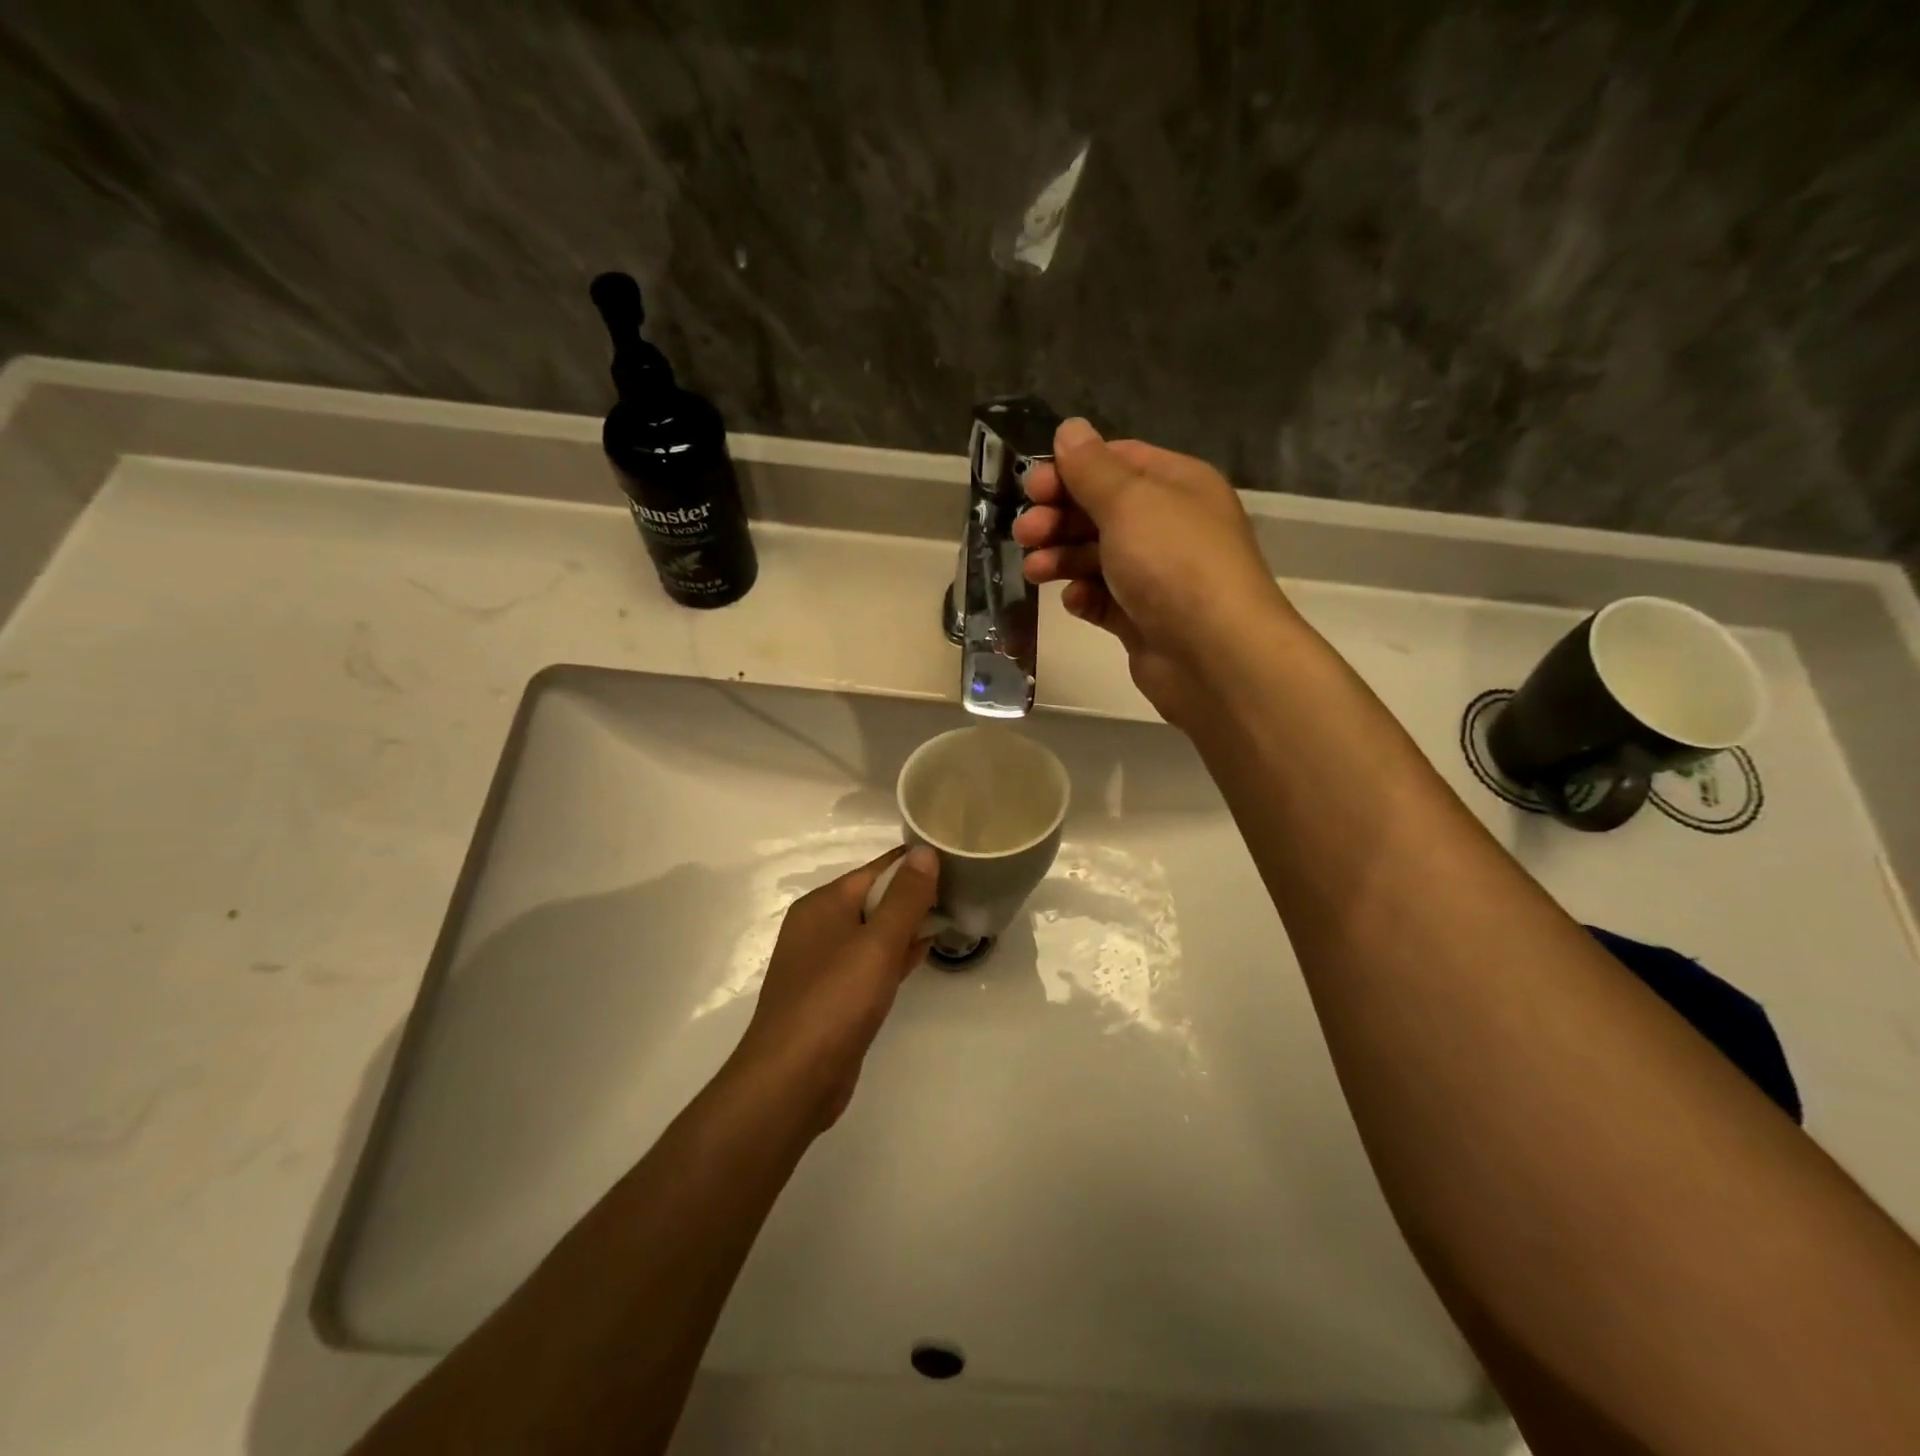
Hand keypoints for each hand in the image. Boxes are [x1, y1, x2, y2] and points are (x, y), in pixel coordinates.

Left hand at [730, 845, 939, 1131]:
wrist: (792, 1080)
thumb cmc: (835, 1001)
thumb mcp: (877, 943)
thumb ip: (905, 897)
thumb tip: (925, 850)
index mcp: (823, 904)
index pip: (877, 869)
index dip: (915, 863)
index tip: (957, 859)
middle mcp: (820, 926)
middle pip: (875, 898)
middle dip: (915, 895)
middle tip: (963, 890)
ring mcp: (825, 963)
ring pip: (874, 931)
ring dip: (909, 925)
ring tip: (953, 916)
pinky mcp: (834, 995)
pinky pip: (871, 962)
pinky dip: (897, 954)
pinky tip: (925, 952)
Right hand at [1014, 420, 1294, 724]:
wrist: (1214, 655)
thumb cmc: (1173, 563)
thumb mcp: (1129, 502)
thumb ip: (1091, 468)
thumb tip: (1070, 429)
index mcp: (1177, 485)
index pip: (1117, 462)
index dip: (1071, 471)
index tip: (1032, 487)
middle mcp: (1169, 526)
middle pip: (1101, 511)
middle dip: (1059, 518)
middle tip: (1025, 532)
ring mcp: (1157, 576)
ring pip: (1097, 556)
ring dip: (1062, 558)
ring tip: (1034, 570)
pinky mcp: (1143, 619)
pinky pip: (1104, 599)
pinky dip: (1085, 597)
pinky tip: (1074, 601)